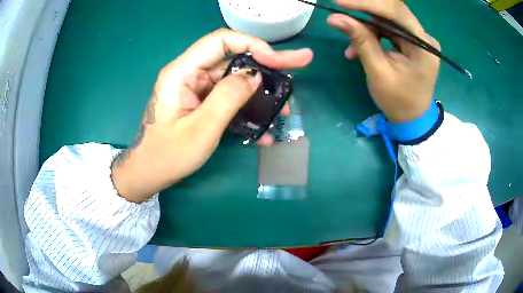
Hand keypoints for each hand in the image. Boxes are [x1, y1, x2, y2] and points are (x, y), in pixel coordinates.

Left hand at [111, 29, 312, 202]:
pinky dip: (247, 109)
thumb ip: (228, 97)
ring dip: (261, 93)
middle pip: (234, 58)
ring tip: (285, 109)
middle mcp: (190, 74)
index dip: (252, 45)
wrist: (149, 173)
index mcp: (183, 72)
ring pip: (235, 80)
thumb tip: (255, 75)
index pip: (221, 40)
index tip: (276, 61)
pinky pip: (229, 98)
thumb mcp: (201, 128)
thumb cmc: (168, 155)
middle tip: (302, 62)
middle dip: (269, 63)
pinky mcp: (202, 103)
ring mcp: (197, 89)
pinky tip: (265, 129)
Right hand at [327, 0, 439, 122]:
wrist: (412, 119)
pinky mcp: (412, 42)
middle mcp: (424, 37)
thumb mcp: (378, 72)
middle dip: (364, 11)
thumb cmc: (398, 101)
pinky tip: (359, 48)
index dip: (367, 3)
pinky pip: (389, 29)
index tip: (339, 2)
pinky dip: (372, 35)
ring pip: (388, 19)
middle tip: (341, 13)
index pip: (395, 11)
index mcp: (423, 46)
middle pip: (392, 11)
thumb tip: (335, 18)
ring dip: (366, 27)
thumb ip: (361, 41)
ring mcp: (418, 39)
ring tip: (351, 45)